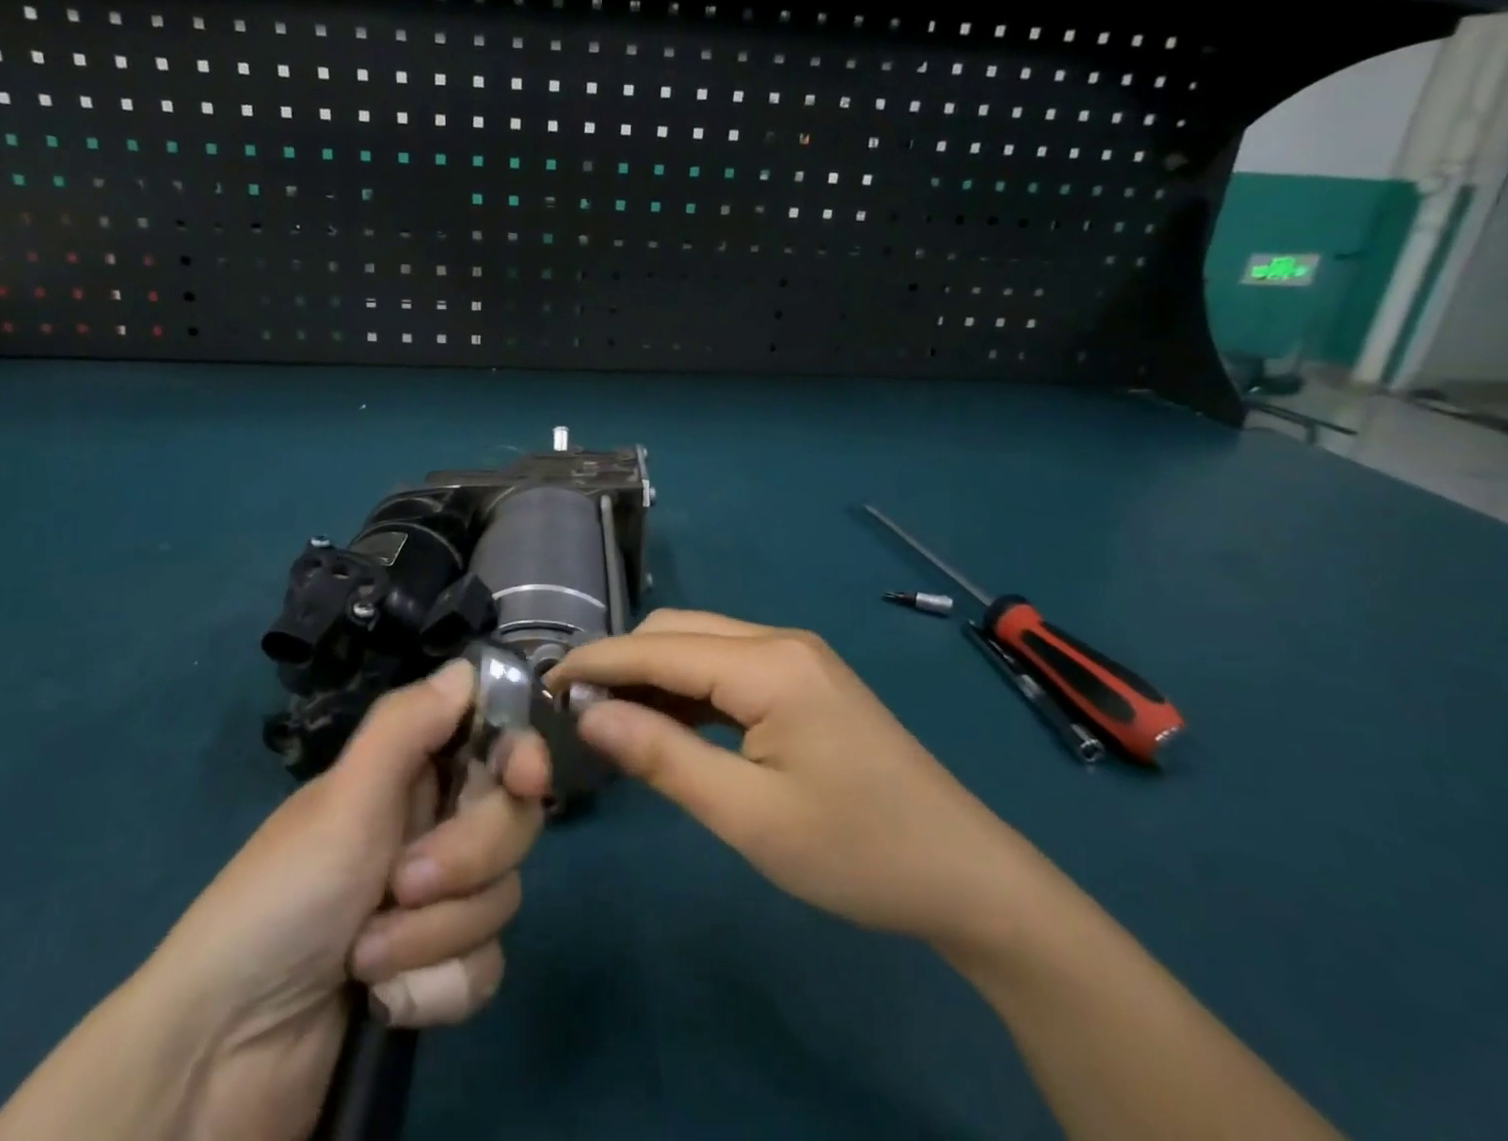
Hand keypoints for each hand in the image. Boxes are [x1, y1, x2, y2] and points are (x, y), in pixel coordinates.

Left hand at [0, 658, 549, 1140]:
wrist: (224, 1057)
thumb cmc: (283, 900)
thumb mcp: (343, 801)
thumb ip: (407, 725)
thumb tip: (467, 665)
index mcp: (409, 774)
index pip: (492, 741)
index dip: (520, 752)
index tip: (528, 778)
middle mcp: (430, 826)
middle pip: (511, 818)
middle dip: (466, 858)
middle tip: (403, 881)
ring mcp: (437, 901)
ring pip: (500, 896)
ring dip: (436, 934)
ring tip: (368, 956)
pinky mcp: (437, 970)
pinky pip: (485, 966)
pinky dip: (437, 989)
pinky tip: (385, 1003)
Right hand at [549, 609, 1040, 945]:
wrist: (965, 875)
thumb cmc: (855, 852)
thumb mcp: (748, 816)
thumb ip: (662, 757)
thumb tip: (587, 715)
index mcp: (768, 663)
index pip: (657, 648)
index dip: (595, 661)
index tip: (542, 684)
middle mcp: (779, 640)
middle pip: (676, 632)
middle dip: (621, 662)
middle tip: (574, 712)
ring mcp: (795, 655)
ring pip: (699, 643)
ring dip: (651, 674)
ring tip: (608, 718)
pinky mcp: (803, 678)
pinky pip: (727, 665)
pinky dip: (686, 686)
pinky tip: (666, 722)